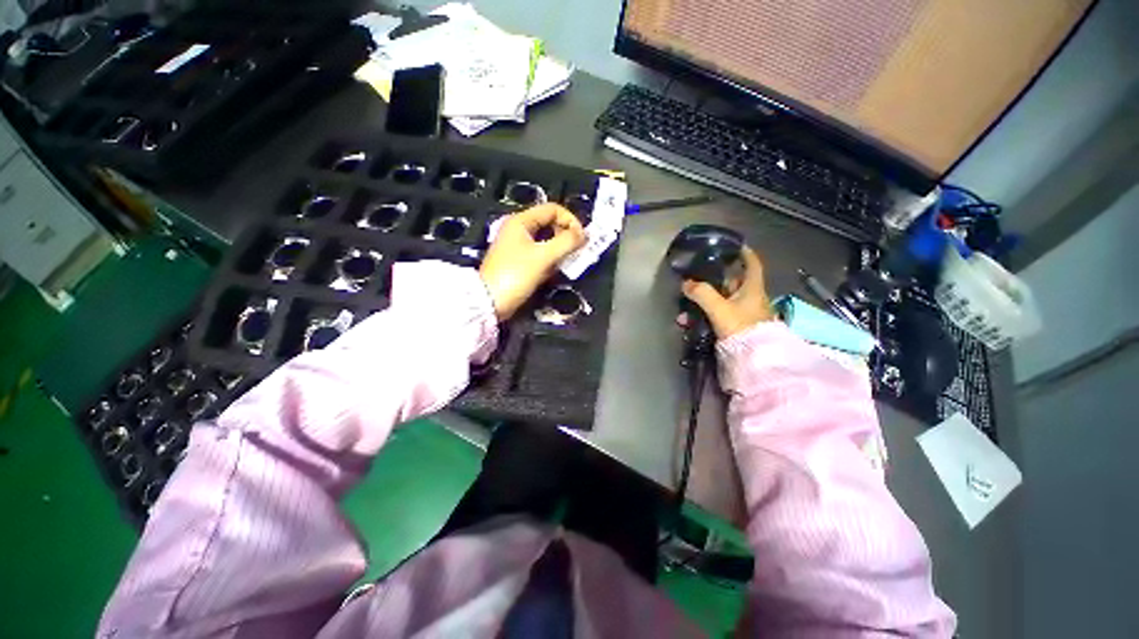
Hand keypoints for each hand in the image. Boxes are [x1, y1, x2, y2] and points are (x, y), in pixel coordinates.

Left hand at [480, 204, 585, 320]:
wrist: (490, 302)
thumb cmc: (515, 275)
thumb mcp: (543, 257)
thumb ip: (566, 242)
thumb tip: (584, 234)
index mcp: (521, 221)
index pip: (552, 209)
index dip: (570, 220)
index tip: (581, 238)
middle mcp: (519, 230)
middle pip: (550, 224)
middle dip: (566, 235)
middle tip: (577, 251)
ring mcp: (518, 246)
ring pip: (546, 240)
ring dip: (560, 249)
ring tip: (567, 262)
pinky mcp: (519, 261)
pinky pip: (540, 254)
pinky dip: (551, 259)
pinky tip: (554, 270)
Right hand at [680, 246, 775, 338]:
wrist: (753, 359)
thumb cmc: (741, 328)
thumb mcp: (719, 308)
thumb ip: (702, 293)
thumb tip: (686, 283)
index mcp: (753, 288)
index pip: (752, 264)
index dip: (745, 254)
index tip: (735, 246)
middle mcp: (751, 298)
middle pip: (733, 283)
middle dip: (713, 281)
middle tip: (697, 280)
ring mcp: (745, 313)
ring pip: (723, 301)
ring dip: (705, 302)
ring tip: (686, 309)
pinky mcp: (737, 326)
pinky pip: (719, 315)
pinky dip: (706, 315)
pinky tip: (690, 323)